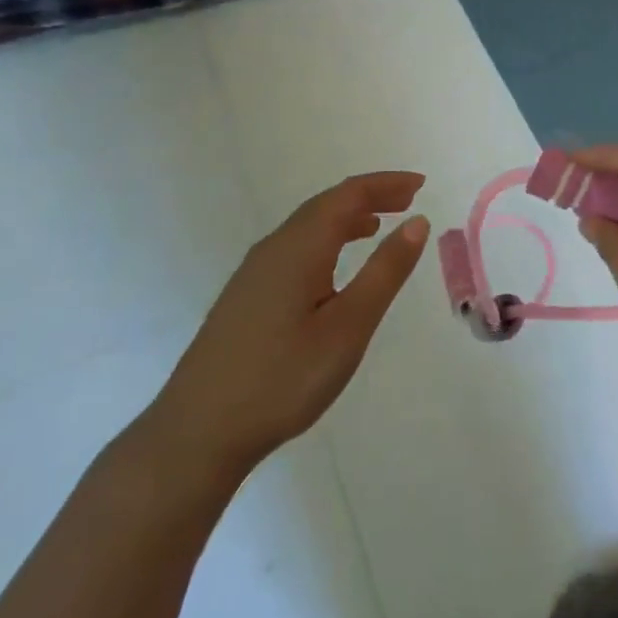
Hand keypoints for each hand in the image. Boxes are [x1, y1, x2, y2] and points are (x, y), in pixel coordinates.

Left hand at [148, 172, 429, 481]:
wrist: (196, 433)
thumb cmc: (283, 380)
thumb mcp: (348, 327)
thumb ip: (385, 272)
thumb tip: (417, 222)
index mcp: (300, 247)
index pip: (348, 195)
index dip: (386, 184)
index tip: (421, 183)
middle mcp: (274, 247)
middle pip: (327, 204)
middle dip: (369, 196)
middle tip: (409, 199)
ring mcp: (254, 272)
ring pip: (308, 226)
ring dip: (347, 217)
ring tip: (379, 225)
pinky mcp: (245, 296)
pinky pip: (294, 247)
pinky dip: (326, 239)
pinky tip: (334, 267)